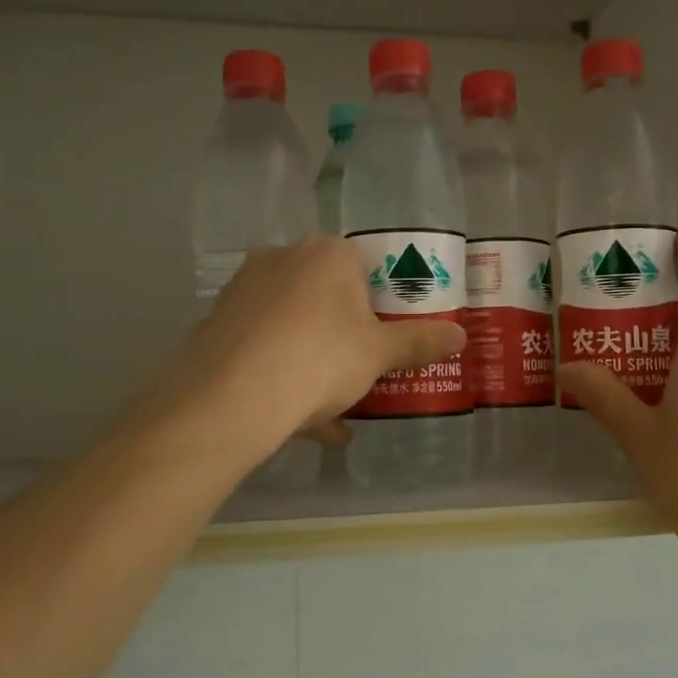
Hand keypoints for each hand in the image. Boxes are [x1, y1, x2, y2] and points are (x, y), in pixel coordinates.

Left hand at [174, 237, 465, 454]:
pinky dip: (283, 376)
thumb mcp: (380, 354)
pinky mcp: (216, 326)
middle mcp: (280, 259)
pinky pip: (262, 348)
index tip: (386, 332)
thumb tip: (461, 334)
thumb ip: (420, 342)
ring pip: (291, 324)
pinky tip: (305, 424)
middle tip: (363, 365)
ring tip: (337, 406)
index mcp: (325, 253)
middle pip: (324, 292)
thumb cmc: (321, 358)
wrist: (232, 399)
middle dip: (344, 329)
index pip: (363, 262)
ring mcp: (242, 292)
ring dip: (315, 359)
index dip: (380, 298)